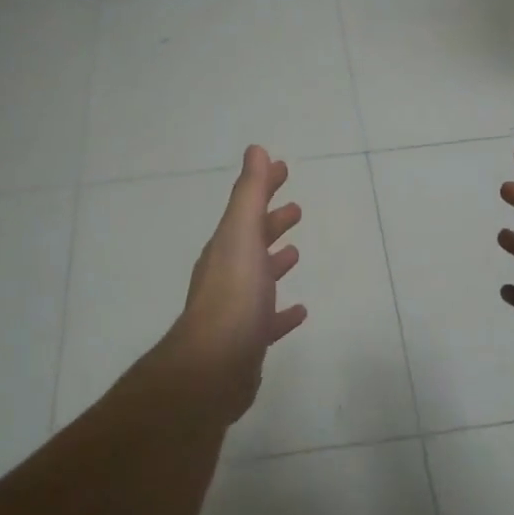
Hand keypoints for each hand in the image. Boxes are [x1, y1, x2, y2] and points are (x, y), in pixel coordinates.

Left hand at [165, 145, 307, 420]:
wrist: (215, 365)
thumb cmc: (233, 294)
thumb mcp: (241, 234)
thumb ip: (250, 193)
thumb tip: (255, 149)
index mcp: (226, 247)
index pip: (247, 208)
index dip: (264, 187)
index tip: (282, 169)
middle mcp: (228, 274)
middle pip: (251, 240)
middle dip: (271, 221)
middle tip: (295, 208)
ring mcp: (237, 309)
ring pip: (259, 277)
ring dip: (275, 261)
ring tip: (296, 251)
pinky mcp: (248, 341)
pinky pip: (268, 319)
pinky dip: (282, 312)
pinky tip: (299, 311)